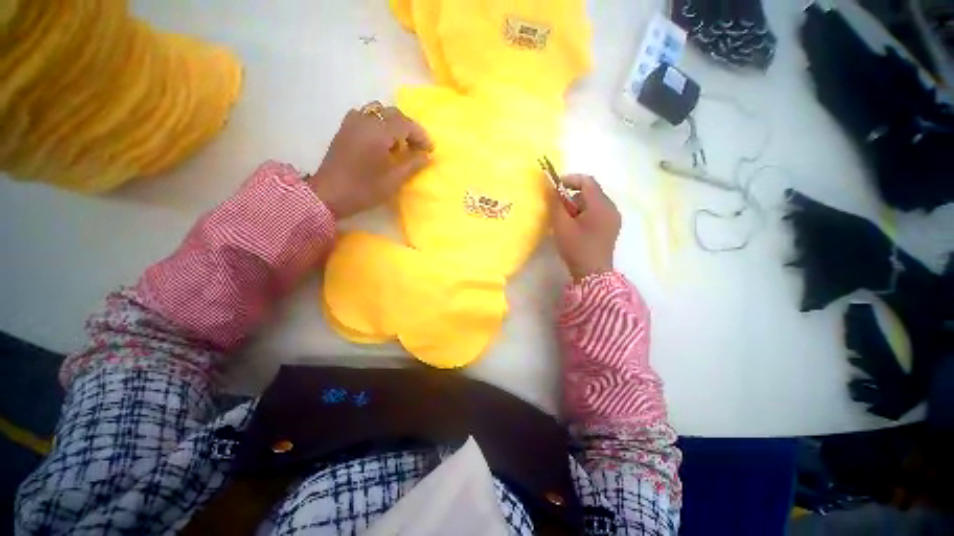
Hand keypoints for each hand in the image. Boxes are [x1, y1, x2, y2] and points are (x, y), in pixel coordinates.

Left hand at [308, 103, 433, 218]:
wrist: (329, 195)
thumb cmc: (364, 190)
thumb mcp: (393, 181)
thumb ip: (413, 165)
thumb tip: (428, 156)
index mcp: (378, 132)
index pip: (406, 124)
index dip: (421, 135)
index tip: (430, 150)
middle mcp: (365, 121)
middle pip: (393, 114)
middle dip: (409, 128)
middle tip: (417, 148)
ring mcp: (352, 122)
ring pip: (378, 111)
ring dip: (393, 124)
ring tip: (399, 144)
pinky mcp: (344, 128)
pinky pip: (365, 116)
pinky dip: (378, 123)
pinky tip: (380, 140)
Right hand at [549, 174, 620, 280]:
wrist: (593, 274)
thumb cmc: (576, 248)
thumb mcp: (561, 225)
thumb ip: (556, 204)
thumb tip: (551, 188)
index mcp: (601, 205)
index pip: (588, 181)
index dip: (571, 180)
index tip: (555, 186)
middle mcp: (611, 208)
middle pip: (591, 192)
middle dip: (572, 197)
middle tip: (559, 210)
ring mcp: (613, 219)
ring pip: (593, 203)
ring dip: (578, 206)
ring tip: (566, 222)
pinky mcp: (611, 228)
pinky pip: (597, 213)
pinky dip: (584, 214)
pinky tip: (576, 228)